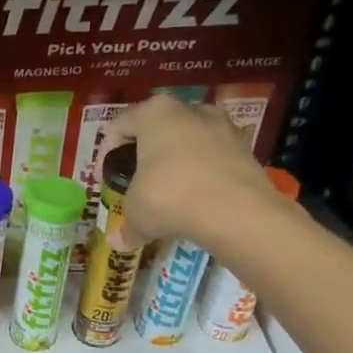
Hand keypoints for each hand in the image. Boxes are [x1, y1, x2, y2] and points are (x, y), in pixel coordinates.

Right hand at [104, 95, 288, 249]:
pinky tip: (197, 196)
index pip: (119, 125)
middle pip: (157, 128)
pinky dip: (203, 172)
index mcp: (154, 114)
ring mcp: (222, 125)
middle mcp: (189, 110)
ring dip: (177, 160)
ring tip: (170, 189)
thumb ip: (127, 224)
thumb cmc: (171, 196)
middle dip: (146, 152)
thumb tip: (118, 242)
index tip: (106, 176)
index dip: (106, 152)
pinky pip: (214, 156)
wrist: (236, 211)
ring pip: (189, 140)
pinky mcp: (246, 147)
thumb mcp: (137, 212)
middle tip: (137, 179)